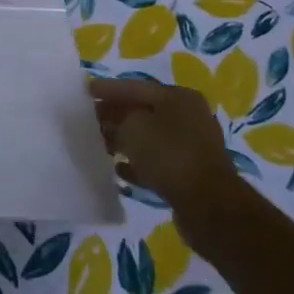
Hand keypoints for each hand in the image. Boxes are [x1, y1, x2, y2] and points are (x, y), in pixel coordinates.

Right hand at [90, 78, 236, 215]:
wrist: (209, 206)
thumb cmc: (169, 155)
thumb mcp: (134, 128)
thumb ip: (116, 119)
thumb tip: (110, 121)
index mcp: (178, 97)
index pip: (135, 87)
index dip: (108, 89)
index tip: (84, 92)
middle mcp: (188, 117)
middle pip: (143, 111)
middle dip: (115, 116)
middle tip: (88, 120)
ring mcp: (191, 146)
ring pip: (149, 138)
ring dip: (124, 140)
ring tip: (100, 144)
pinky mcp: (189, 173)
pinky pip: (157, 162)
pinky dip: (138, 164)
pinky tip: (118, 169)